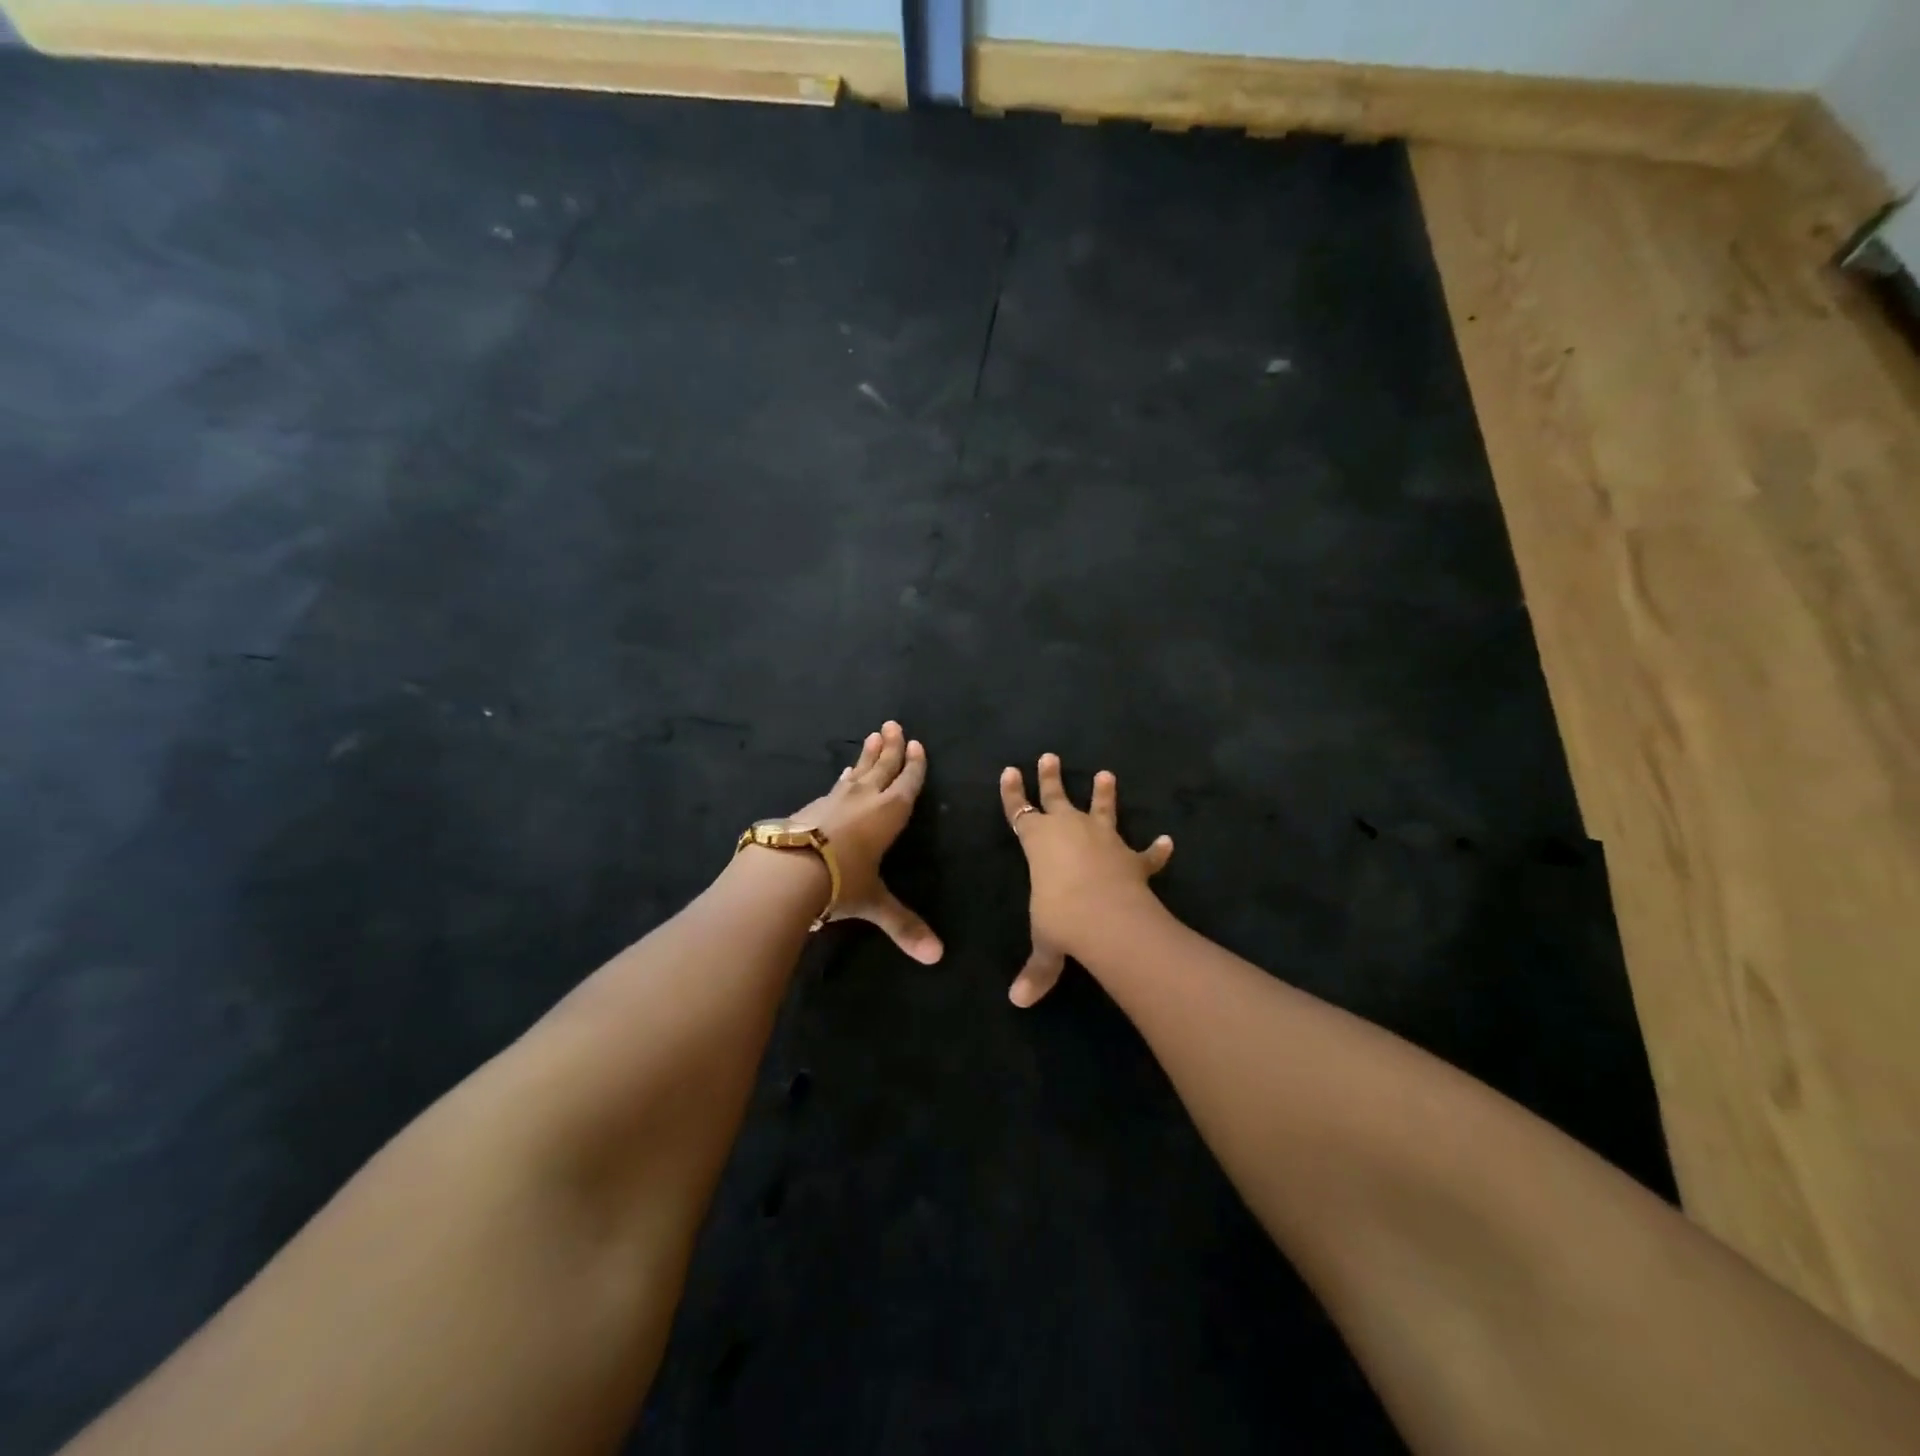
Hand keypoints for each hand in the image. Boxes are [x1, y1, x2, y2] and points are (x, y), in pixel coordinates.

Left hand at [791, 721, 943, 964]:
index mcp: (888, 814)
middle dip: (891, 748)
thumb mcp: (874, 903)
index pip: (907, 784)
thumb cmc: (841, 881)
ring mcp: (834, 800)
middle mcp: (864, 800)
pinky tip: (842, 775)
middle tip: (893, 725)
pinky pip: (835, 785)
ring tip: (872, 738)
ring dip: (867, 756)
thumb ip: (903, 925)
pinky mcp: (810, 807)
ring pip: (857, 772)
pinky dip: (843, 778)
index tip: (917, 745)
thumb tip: (937, 958)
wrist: (787, 870)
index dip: (914, 766)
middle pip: (882, 768)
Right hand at [999, 753, 1173, 1006]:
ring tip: (1107, 774)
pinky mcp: (1132, 858)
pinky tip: (1167, 841)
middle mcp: (1069, 831)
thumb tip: (1018, 1002)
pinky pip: (1145, 852)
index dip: (1012, 793)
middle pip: (1056, 797)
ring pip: (1101, 809)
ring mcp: (1104, 840)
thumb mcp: (1046, 944)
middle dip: (1050, 777)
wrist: (1107, 917)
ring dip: (1104, 794)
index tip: (1009, 770)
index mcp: (1038, 842)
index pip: (1019, 811)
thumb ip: (1037, 969)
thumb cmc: (1061, 918)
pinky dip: (1156, 849)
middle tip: (1049, 756)